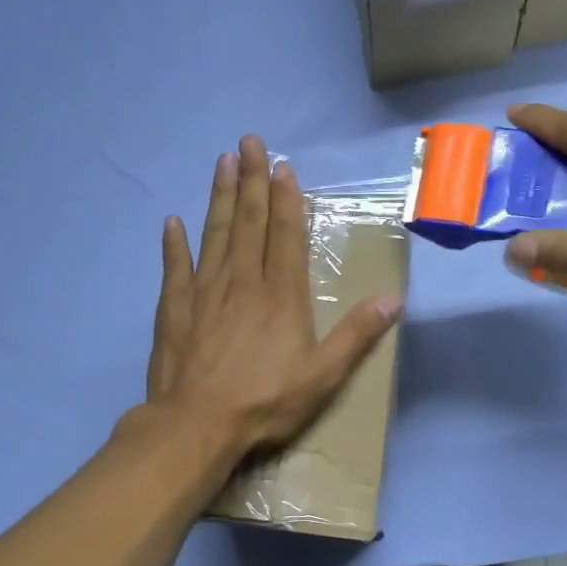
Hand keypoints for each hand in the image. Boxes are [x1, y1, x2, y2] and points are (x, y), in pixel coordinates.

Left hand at [148, 134, 402, 457]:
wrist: (197, 423)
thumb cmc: (266, 401)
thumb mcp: (324, 375)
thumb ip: (357, 335)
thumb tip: (393, 299)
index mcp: (281, 294)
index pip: (286, 235)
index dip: (286, 199)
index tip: (282, 166)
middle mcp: (243, 281)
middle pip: (248, 221)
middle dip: (251, 180)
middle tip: (249, 142)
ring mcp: (205, 291)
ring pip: (215, 233)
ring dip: (219, 196)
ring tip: (221, 161)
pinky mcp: (175, 308)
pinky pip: (175, 267)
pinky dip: (174, 244)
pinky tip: (173, 222)